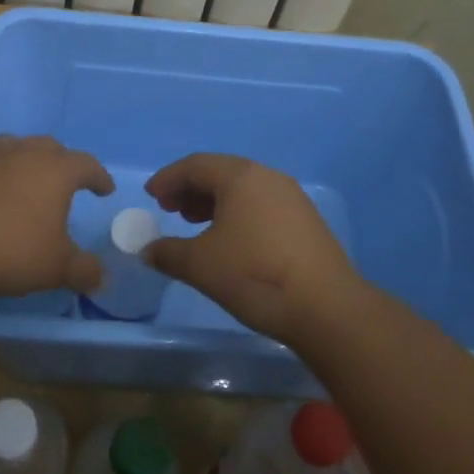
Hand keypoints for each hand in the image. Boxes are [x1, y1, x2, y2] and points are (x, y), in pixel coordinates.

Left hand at [0, 135, 111, 304]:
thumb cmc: (11, 254)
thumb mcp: (56, 269)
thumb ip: (84, 270)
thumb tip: (100, 277)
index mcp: (54, 171)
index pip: (86, 164)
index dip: (98, 177)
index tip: (105, 190)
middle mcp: (21, 153)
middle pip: (49, 147)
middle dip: (61, 162)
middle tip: (65, 182)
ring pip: (12, 146)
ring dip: (24, 159)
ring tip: (24, 178)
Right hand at [143, 154, 364, 347]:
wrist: (326, 307)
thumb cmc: (254, 275)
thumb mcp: (200, 265)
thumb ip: (167, 253)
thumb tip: (147, 250)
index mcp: (240, 177)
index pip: (195, 165)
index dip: (168, 179)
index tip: (151, 196)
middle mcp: (267, 177)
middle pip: (220, 173)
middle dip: (190, 189)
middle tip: (170, 210)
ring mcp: (291, 198)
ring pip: (243, 189)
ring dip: (213, 202)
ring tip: (195, 225)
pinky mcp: (306, 221)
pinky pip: (261, 205)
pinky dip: (237, 214)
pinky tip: (230, 241)